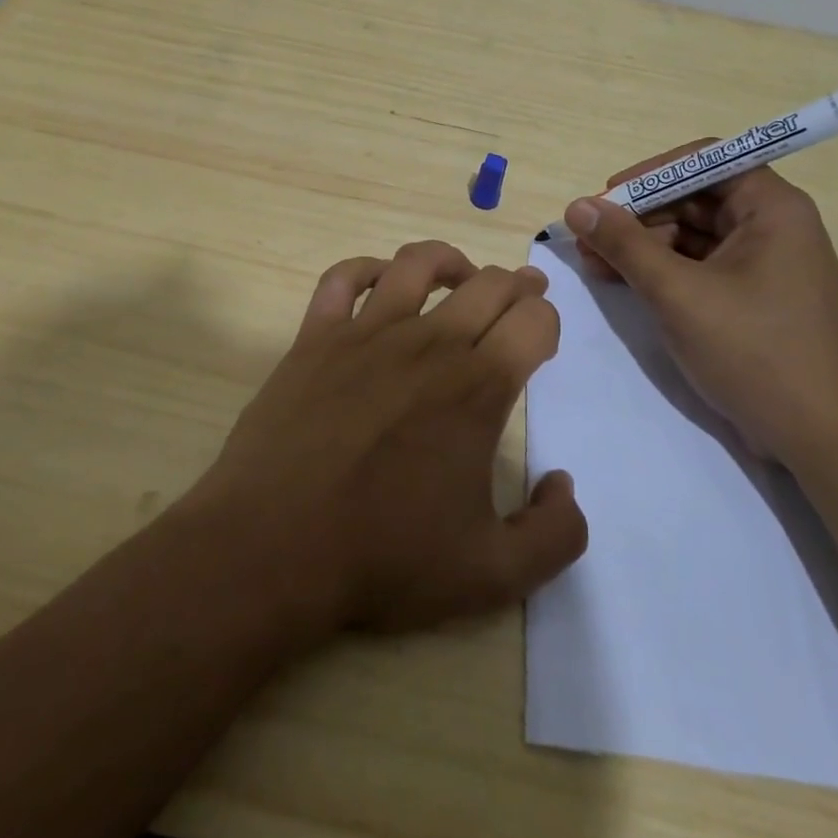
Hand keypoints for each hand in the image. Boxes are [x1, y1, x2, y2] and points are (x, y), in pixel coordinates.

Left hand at [191, 241, 587, 635]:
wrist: (273, 548)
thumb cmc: (384, 559)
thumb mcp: (494, 576)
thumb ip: (555, 534)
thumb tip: (564, 483)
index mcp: (477, 387)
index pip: (534, 320)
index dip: (547, 321)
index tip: (541, 339)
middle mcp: (428, 343)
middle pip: (487, 284)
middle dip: (516, 284)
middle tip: (522, 294)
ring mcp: (366, 333)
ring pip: (417, 263)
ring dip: (450, 261)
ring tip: (460, 276)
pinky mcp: (315, 338)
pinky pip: (343, 278)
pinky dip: (368, 269)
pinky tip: (380, 283)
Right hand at [565, 151, 837, 466]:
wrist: (816, 437)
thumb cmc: (752, 351)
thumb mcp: (677, 293)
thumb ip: (624, 245)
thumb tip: (577, 207)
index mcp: (773, 209)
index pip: (706, 161)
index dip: (652, 173)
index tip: (608, 196)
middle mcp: (773, 226)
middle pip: (695, 198)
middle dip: (638, 215)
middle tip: (588, 236)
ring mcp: (764, 264)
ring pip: (692, 234)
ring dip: (642, 245)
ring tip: (593, 263)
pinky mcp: (753, 297)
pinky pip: (700, 266)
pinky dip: (661, 270)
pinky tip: (621, 281)